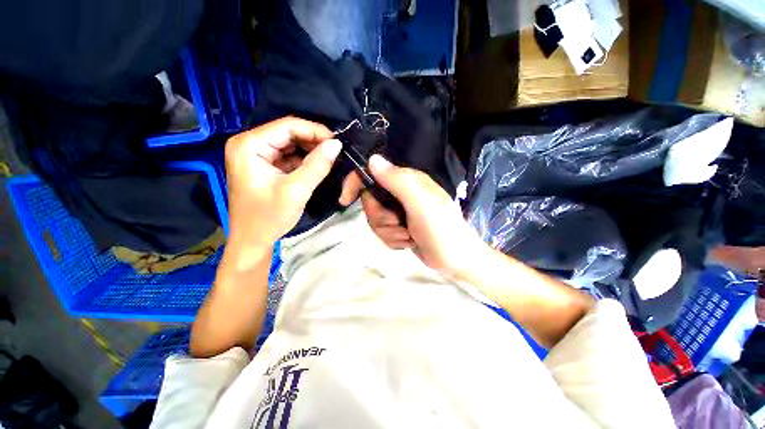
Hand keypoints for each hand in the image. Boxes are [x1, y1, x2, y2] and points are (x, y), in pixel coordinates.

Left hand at [225, 117, 340, 258]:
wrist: (253, 241)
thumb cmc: (268, 217)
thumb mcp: (296, 191)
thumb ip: (317, 165)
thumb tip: (337, 144)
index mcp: (249, 145)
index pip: (287, 126)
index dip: (315, 131)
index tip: (338, 142)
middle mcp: (249, 144)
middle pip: (289, 133)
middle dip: (314, 142)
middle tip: (336, 152)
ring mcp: (256, 155)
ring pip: (291, 144)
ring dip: (311, 151)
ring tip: (330, 159)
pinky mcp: (265, 165)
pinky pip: (289, 156)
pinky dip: (304, 160)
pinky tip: (317, 166)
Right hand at [339, 155, 484, 275]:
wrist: (456, 261)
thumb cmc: (442, 230)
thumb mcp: (421, 204)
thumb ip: (398, 181)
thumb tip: (372, 159)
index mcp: (406, 181)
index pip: (372, 173)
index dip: (356, 183)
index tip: (345, 200)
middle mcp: (401, 193)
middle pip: (370, 201)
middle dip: (380, 218)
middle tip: (398, 224)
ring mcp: (400, 212)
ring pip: (375, 220)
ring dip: (389, 232)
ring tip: (408, 236)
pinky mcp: (399, 227)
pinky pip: (383, 233)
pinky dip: (394, 240)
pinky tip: (409, 242)